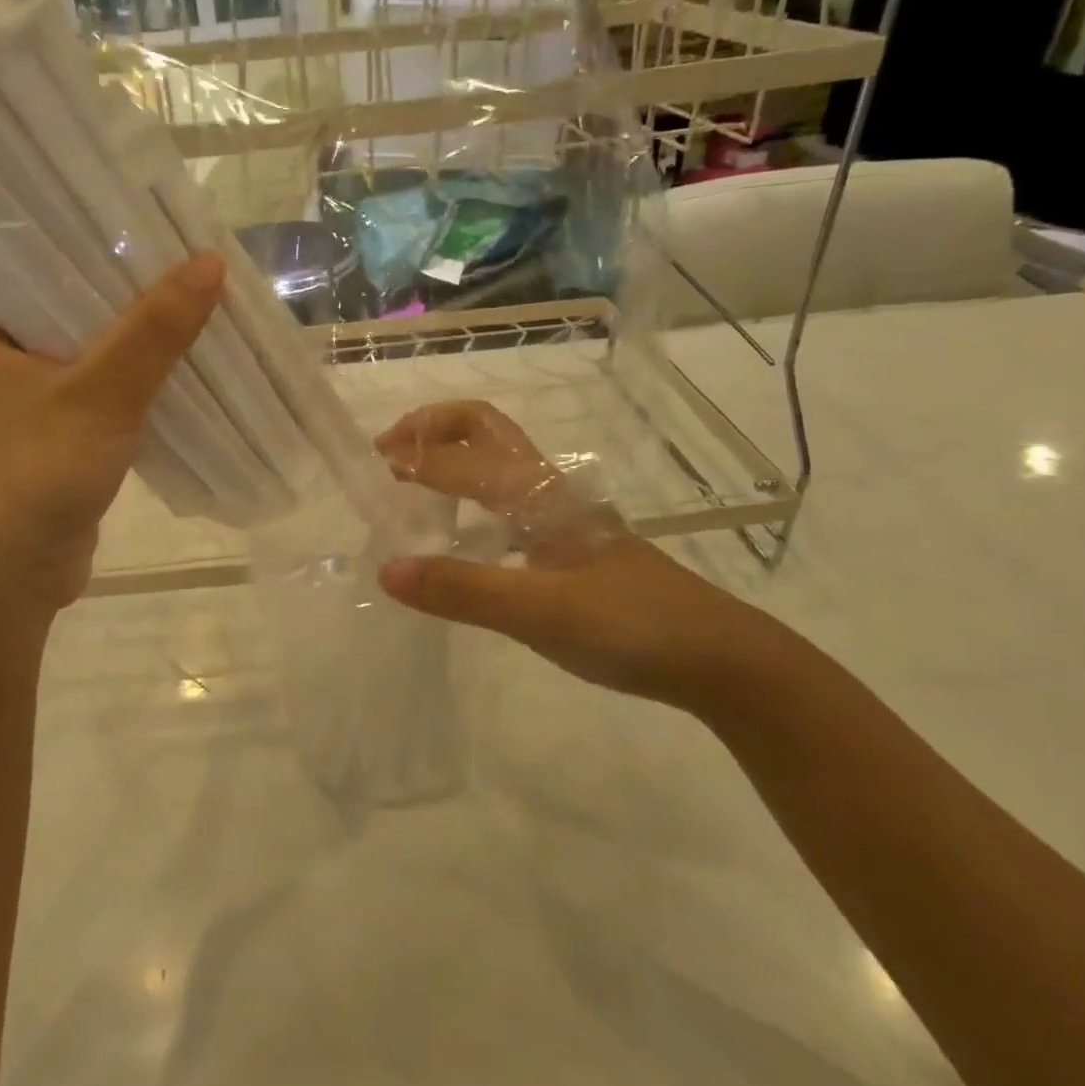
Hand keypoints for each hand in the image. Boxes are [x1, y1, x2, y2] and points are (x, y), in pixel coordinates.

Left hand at [0, 253, 224, 613]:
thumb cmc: (31, 473)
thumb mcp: (100, 393)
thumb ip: (155, 328)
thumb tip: (211, 261)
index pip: (48, 262)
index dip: (108, 247)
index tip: (168, 233)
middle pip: (78, 312)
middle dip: (139, 302)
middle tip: (201, 275)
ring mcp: (24, 408)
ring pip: (95, 361)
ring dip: (143, 350)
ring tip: (205, 318)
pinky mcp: (52, 447)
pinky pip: (102, 404)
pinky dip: (138, 394)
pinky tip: (185, 380)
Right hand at [372, 400, 783, 707]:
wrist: (718, 657)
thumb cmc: (631, 626)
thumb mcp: (542, 613)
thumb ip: (463, 590)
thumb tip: (387, 569)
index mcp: (538, 494)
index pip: (459, 462)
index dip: (410, 462)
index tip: (366, 475)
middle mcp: (548, 490)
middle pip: (483, 428)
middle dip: (431, 428)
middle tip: (387, 455)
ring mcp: (562, 514)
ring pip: (497, 461)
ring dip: (449, 457)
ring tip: (409, 488)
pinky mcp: (569, 542)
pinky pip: (507, 501)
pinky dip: (469, 497)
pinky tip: (459, 537)